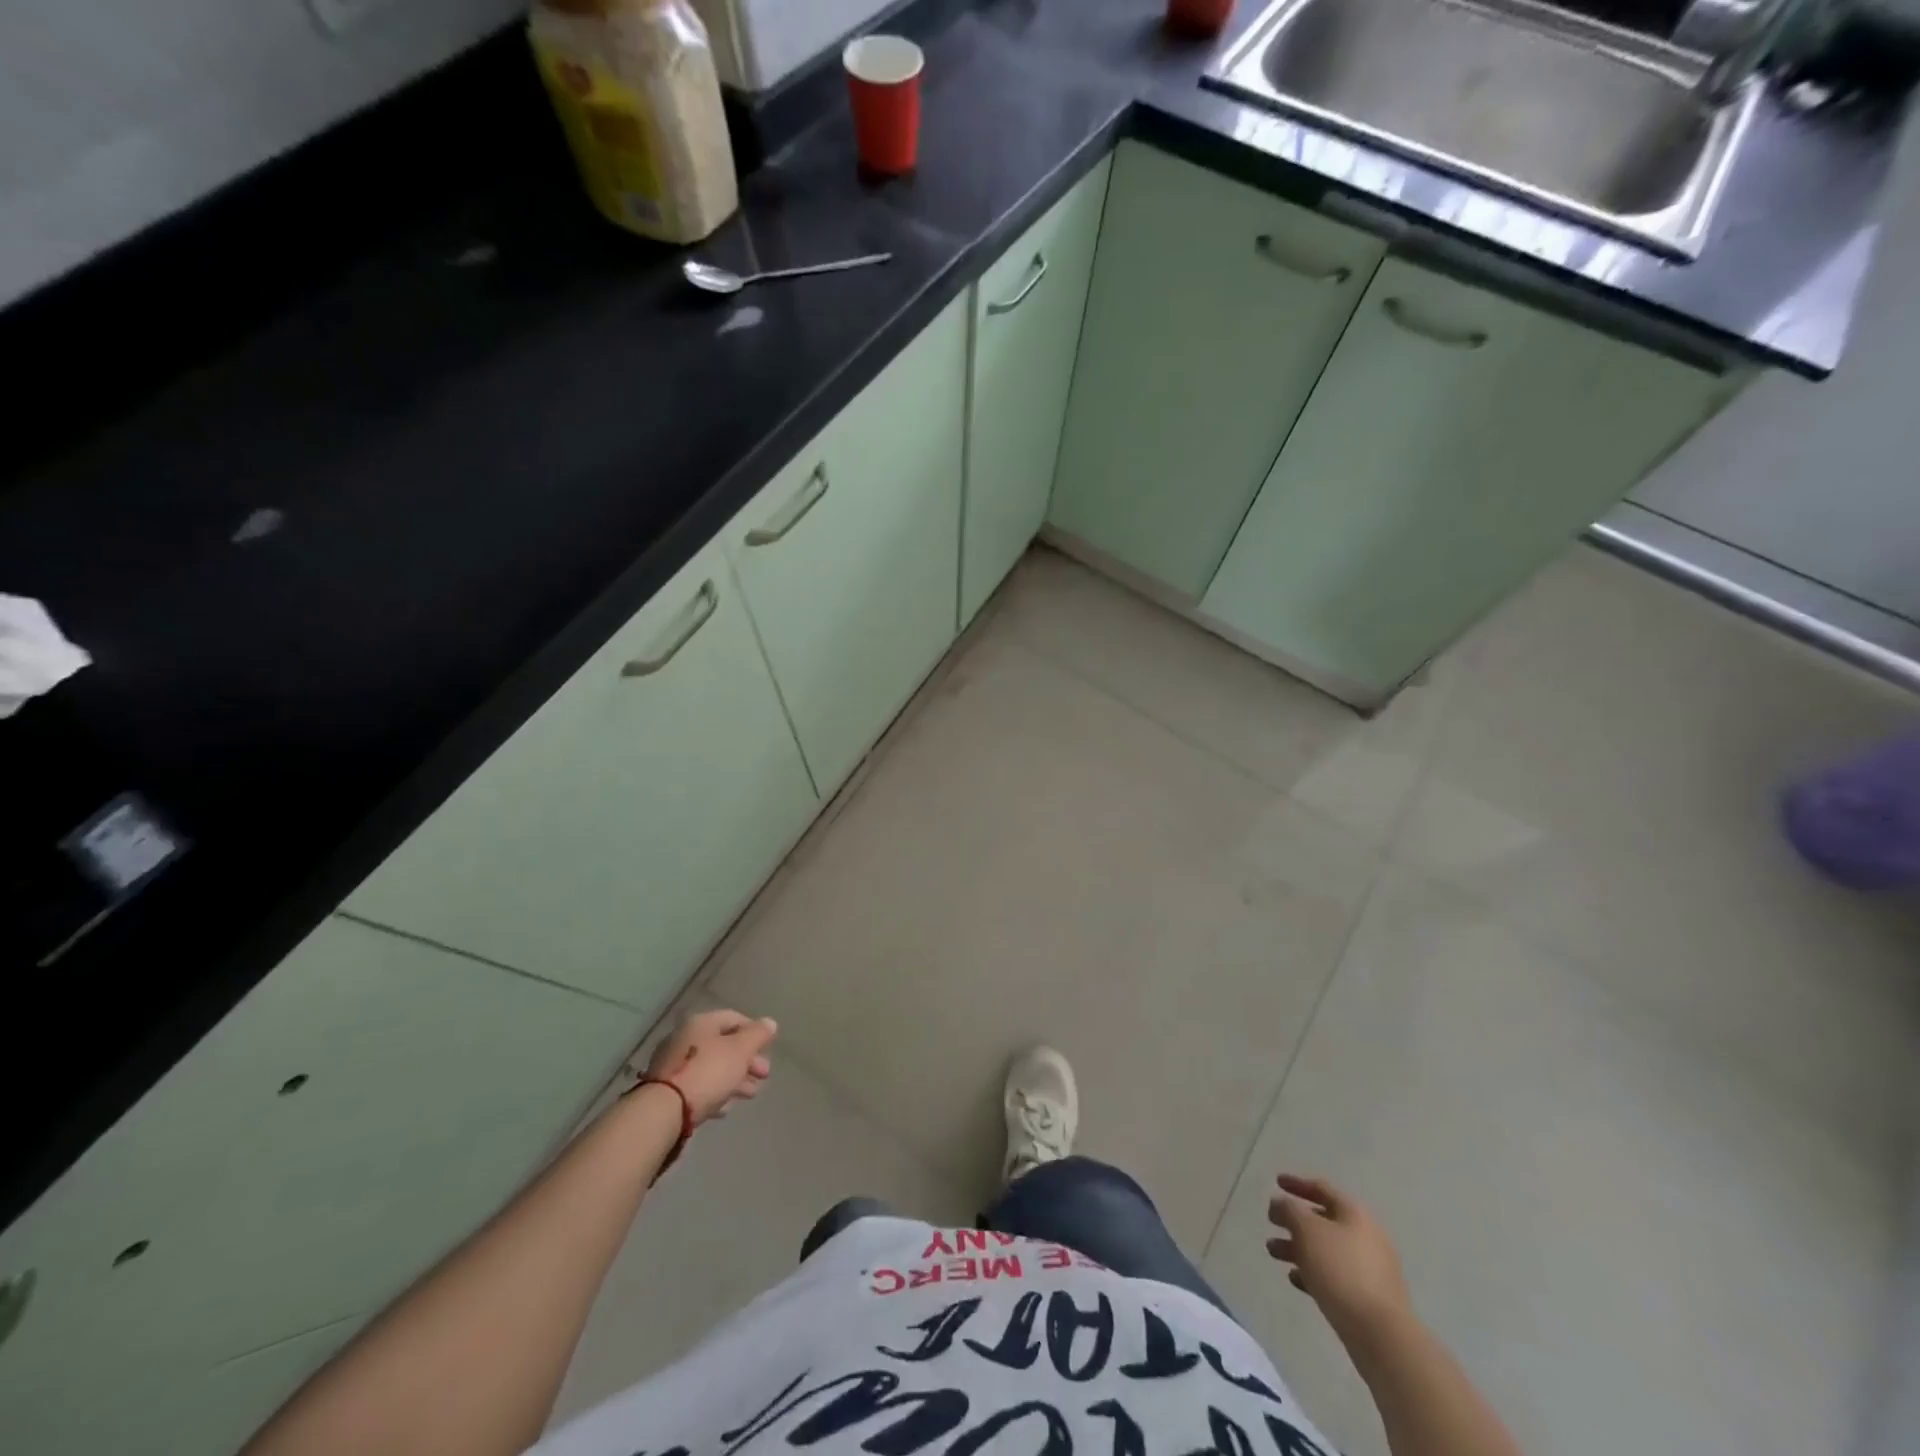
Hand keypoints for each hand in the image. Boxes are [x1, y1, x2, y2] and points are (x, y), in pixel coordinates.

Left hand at [642, 1008, 777, 1123]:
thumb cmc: (707, 1073)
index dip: (754, 1031)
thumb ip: (757, 1035)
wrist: (663, 1112)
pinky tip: (725, 1108)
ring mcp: (673, 1065)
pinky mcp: (666, 1090)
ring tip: (750, 1094)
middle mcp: (684, 1038)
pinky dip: (714, 1093)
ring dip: (734, 1078)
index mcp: (701, 1023)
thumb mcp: (740, 1051)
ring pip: (711, 1067)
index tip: (768, 1048)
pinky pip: (697, 1086)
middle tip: (764, 1075)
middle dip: (747, 1060)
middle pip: (722, 1045)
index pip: (733, 1018)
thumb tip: (769, 1023)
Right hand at [1267, 1173, 1411, 1345]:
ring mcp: (1370, 1269)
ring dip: (1298, 1248)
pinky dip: (1313, 1272)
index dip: (1297, 1183)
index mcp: (1355, 1214)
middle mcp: (1366, 1236)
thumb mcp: (1307, 1230)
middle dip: (1294, 1221)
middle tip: (1271, 1223)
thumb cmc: (1340, 1270)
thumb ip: (1289, 1210)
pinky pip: (1335, 1276)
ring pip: (1326, 1250)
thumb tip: (1280, 1203)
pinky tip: (1294, 1279)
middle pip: (1324, 1221)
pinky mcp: (1368, 1298)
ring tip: (1273, 1253)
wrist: (1380, 1334)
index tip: (1276, 1182)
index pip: (1322, 1189)